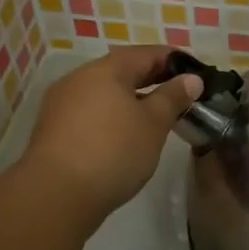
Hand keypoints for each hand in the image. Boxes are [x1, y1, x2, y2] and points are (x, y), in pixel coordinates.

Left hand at [19, 46, 201, 215]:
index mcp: (106, 69)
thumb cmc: (113, 151)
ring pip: (104, 92)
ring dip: (130, 99)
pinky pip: (90, 112)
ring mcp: (61, 104)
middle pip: (122, 70)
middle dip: (152, 79)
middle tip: (179, 94)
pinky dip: (112, 115)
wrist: (55, 196)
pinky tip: (124, 134)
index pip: (146, 54)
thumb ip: (173, 97)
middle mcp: (79, 78)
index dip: (173, 60)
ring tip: (155, 116)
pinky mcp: (53, 130)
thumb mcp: (153, 124)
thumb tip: (191, 79)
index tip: (196, 72)